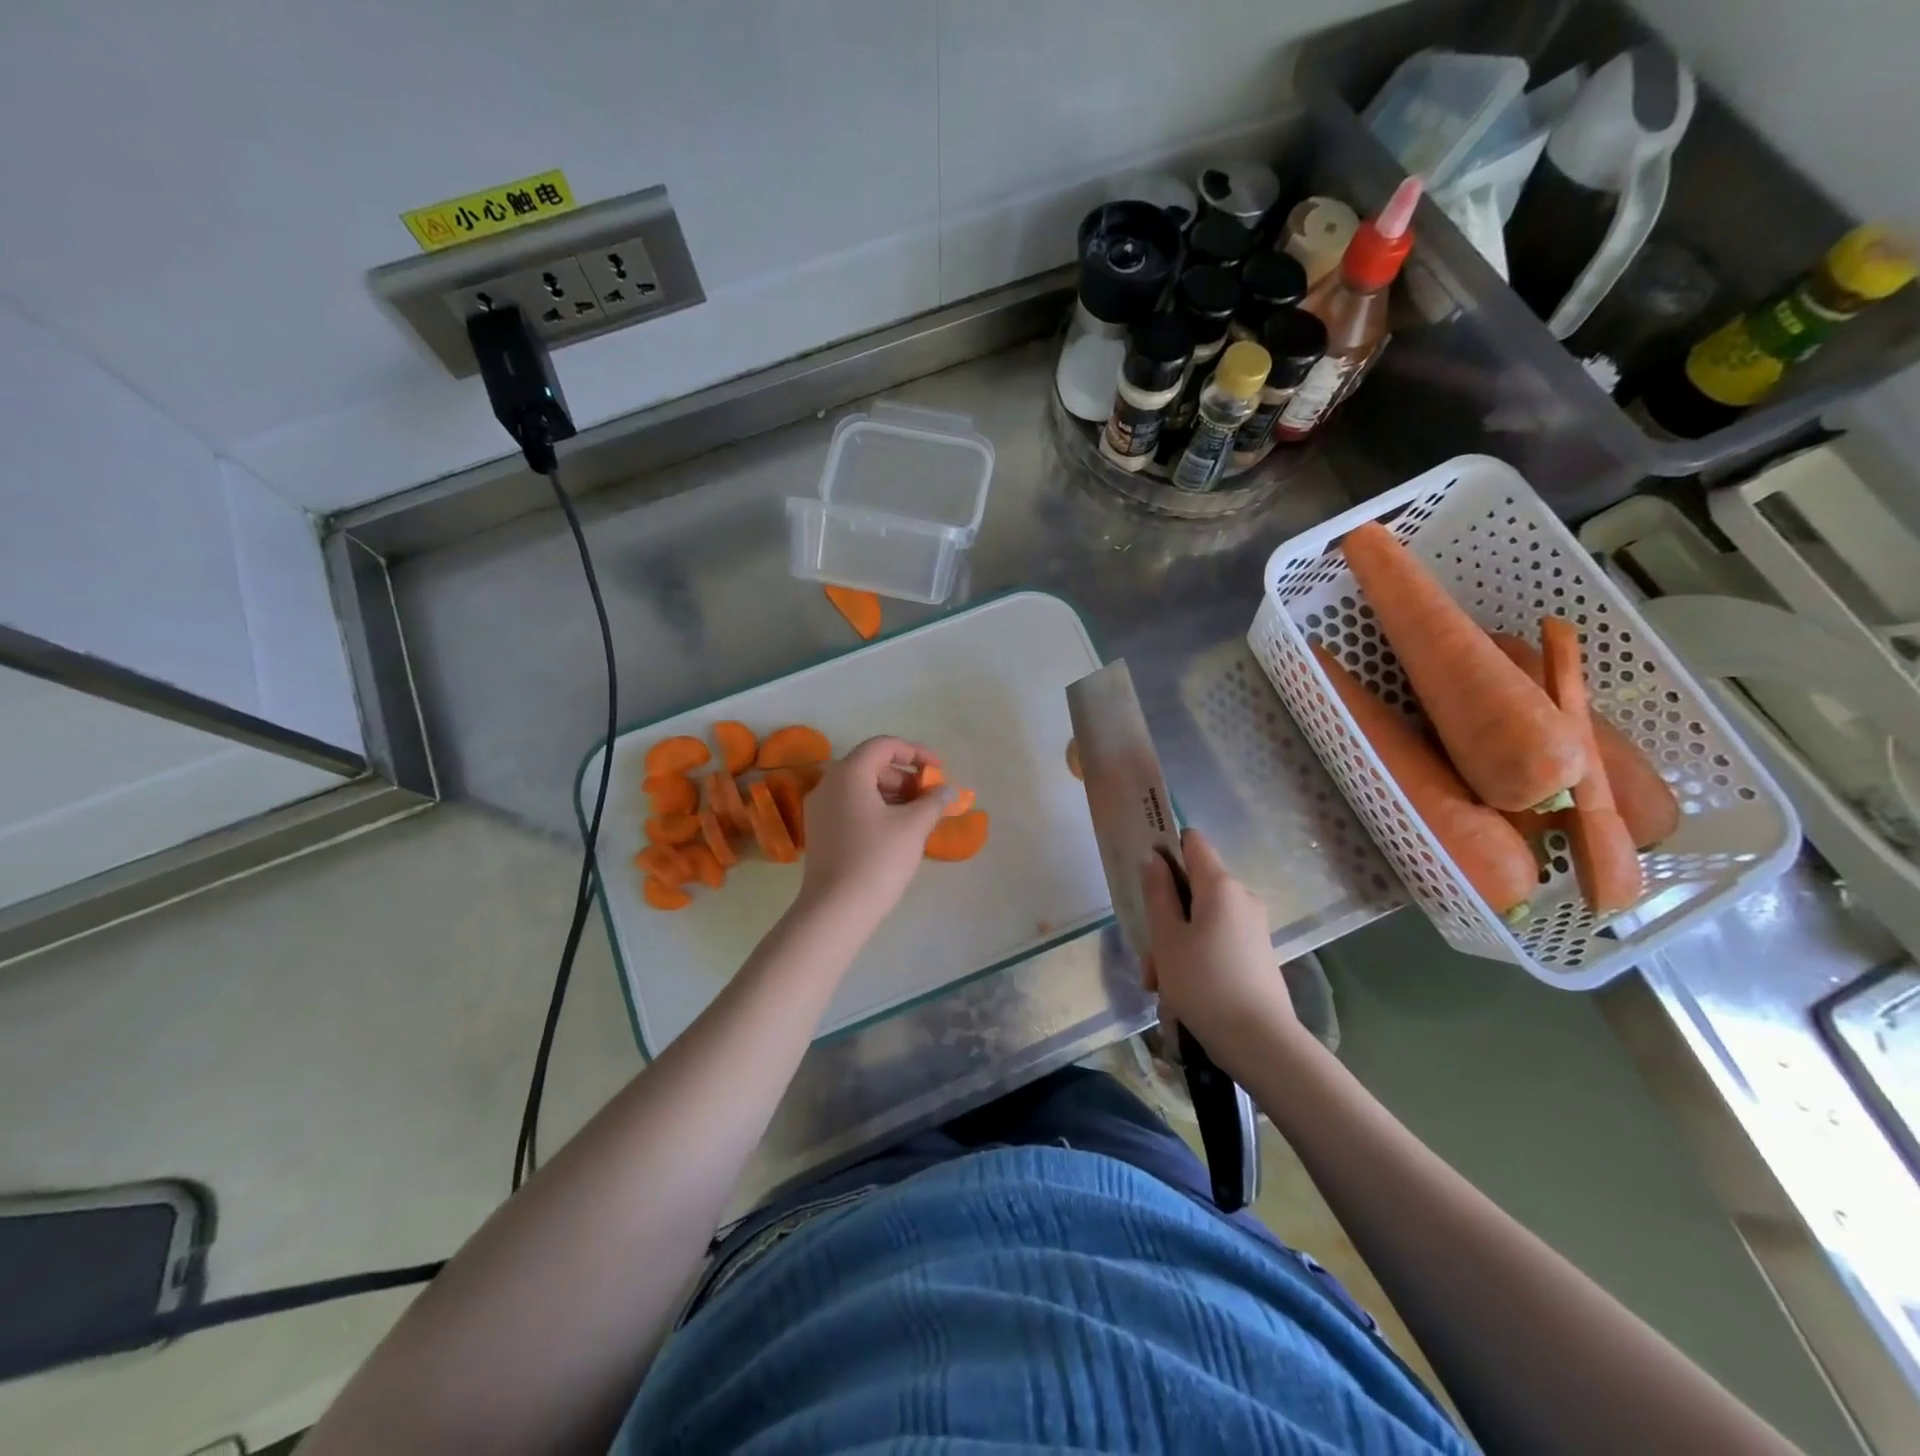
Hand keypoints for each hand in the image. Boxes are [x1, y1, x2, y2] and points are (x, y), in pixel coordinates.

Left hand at [796, 736, 949, 929]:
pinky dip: (876, 809)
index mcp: (848, 774)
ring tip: (918, 817)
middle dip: (905, 777)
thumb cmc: (877, 859)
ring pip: (861, 788)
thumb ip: (934, 801)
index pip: (883, 746)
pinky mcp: (819, 832)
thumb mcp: (913, 827)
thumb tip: (949, 789)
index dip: (915, 752)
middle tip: (930, 798)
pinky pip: (851, 807)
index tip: (939, 770)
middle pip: (871, 766)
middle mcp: (828, 784)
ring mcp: (819, 809)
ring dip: (893, 794)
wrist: (836, 910)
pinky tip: (896, 831)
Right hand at [1141, 829, 1301, 1068]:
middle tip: (1150, 960)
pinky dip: (1195, 960)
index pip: (1193, 842)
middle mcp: (1242, 898)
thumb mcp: (1167, 938)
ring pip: (1200, 922)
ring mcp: (1252, 927)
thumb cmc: (1204, 983)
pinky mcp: (1256, 954)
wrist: (1261, 1043)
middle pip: (1192, 889)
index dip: (1167, 849)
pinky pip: (1216, 942)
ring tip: (1162, 988)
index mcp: (1221, 886)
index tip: (1146, 875)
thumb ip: (1157, 894)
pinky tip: (1181, 996)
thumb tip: (1155, 860)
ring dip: (1175, 947)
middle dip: (1165, 918)